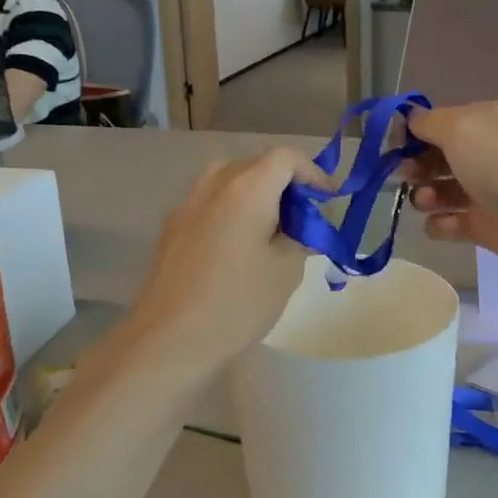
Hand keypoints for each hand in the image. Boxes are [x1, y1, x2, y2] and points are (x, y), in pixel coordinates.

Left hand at [126, 148, 327, 376]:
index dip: (313, 173)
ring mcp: (186, 205)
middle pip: (255, 165)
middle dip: (285, 184)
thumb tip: (300, 228)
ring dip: (255, 195)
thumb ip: (300, 238)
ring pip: (228, 181)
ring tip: (271, 230)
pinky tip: (238, 247)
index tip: (328, 199)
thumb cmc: (237, 304)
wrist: (169, 339)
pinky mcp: (171, 229)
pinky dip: (231, 211)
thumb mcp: (286, 271)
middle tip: (303, 217)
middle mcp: (213, 185)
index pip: (285, 158)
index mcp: (246, 189)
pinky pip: (209, 204)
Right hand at [402, 102, 497, 294]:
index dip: (411, 133)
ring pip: (443, 191)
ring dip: (425, 196)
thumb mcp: (461, 129)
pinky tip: (441, 226)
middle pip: (438, 157)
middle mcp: (489, 153)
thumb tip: (409, 120)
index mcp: (486, 121)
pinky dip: (442, 225)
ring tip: (424, 203)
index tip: (387, 147)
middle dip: (415, 165)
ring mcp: (490, 192)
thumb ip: (428, 122)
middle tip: (405, 176)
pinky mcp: (490, 227)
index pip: (439, 122)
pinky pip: (454, 224)